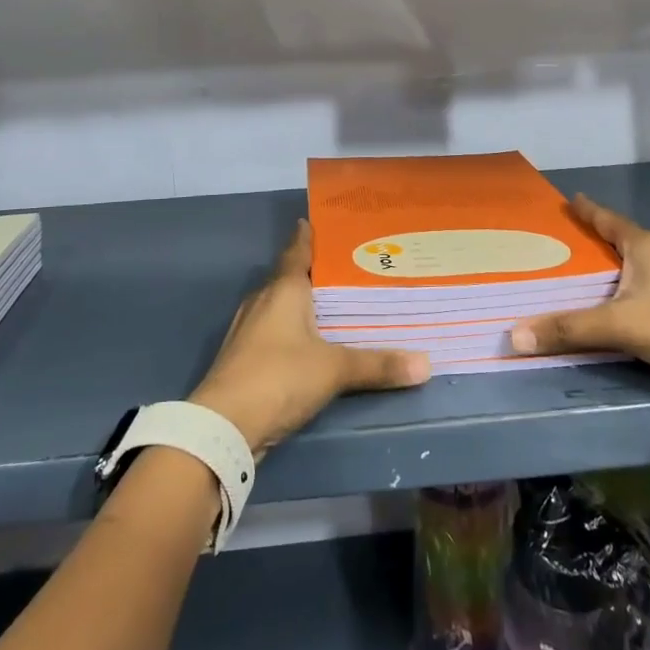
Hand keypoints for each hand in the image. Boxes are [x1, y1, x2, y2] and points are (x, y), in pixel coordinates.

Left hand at [190, 219, 430, 455]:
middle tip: (348, 267)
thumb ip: (378, 365)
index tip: (324, 224)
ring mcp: (248, 329)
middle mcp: (263, 300)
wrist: (223, 426)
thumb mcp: (334, 369)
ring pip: (279, 305)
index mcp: (283, 289)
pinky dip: (292, 329)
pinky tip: (310, 342)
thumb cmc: (279, 377)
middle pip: (289, 277)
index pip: (297, 250)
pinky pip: (273, 330)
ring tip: (334, 304)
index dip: (309, 236)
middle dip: (314, 272)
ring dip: (302, 303)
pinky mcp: (243, 356)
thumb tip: (426, 365)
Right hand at [509, 195, 649, 438]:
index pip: (609, 219)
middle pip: (623, 242)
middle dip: (596, 241)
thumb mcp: (620, 325)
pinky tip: (614, 311)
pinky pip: (645, 296)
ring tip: (582, 277)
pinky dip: (625, 297)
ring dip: (612, 272)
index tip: (570, 200)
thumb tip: (514, 334)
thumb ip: (568, 329)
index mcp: (647, 247)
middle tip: (562, 243)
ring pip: (636, 270)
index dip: (588, 210)